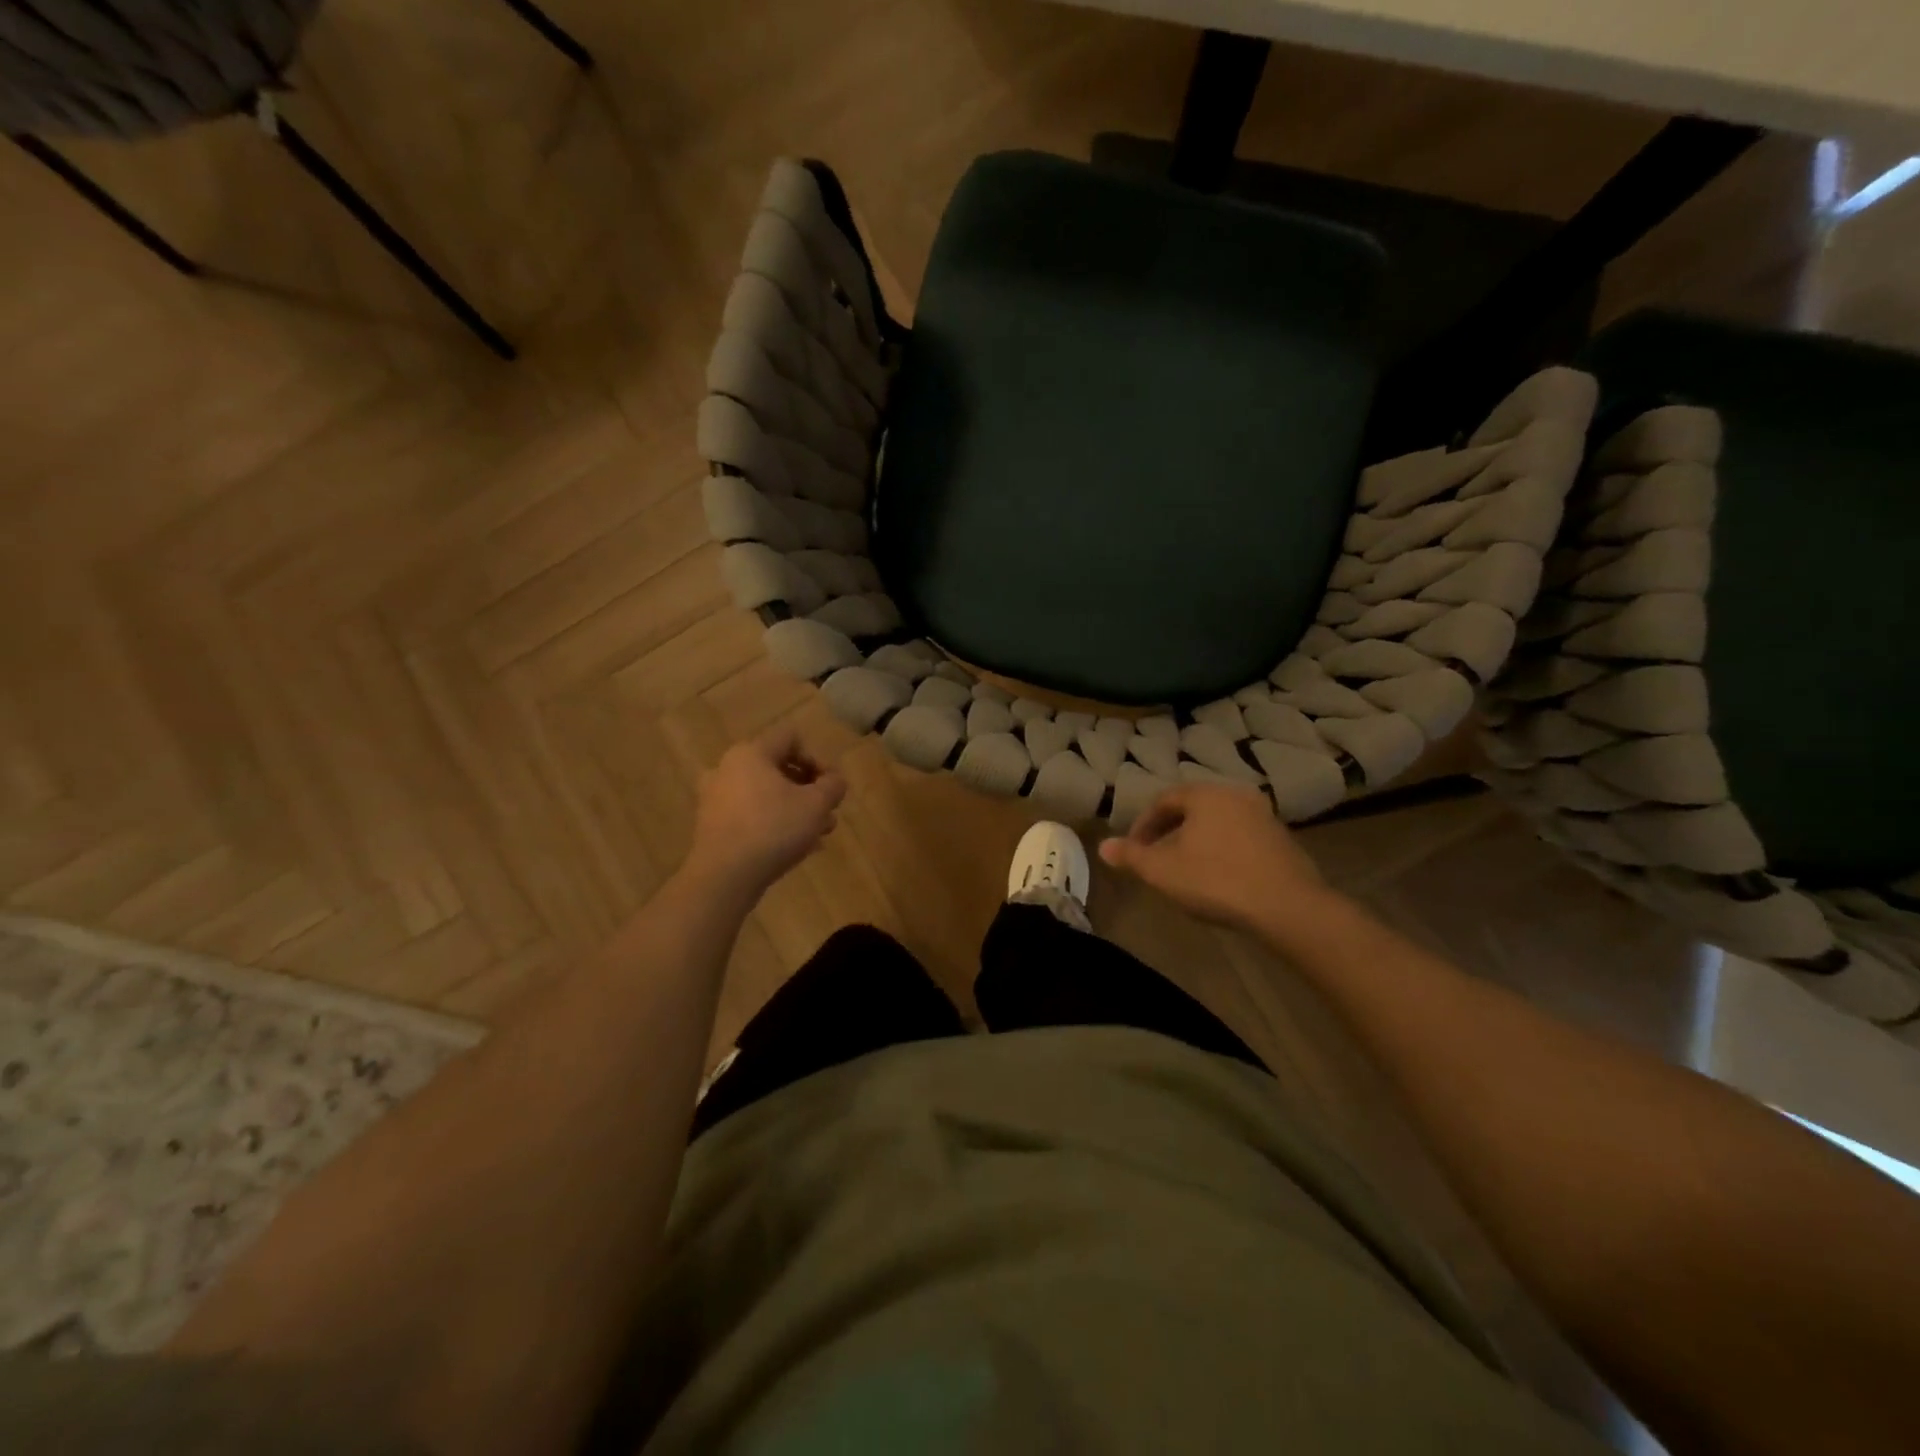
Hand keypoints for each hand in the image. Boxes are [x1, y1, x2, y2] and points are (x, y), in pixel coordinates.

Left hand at [685, 727, 846, 900]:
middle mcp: (728, 768)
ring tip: (817, 835)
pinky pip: (750, 815)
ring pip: (765, 794)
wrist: (724, 877)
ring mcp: (715, 798)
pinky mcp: (712, 825)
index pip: (791, 738)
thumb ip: (833, 786)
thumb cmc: (773, 829)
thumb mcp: (816, 805)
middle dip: (809, 789)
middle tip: (827, 813)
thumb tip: (835, 780)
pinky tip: (794, 848)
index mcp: (751, 753)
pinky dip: (773, 824)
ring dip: (794, 809)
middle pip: (778, 767)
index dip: (817, 757)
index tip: (829, 786)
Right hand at [1099, 783, 1332, 930]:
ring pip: (1218, 824)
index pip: (1164, 800)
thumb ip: (1131, 856)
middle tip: (1155, 858)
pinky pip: (1241, 838)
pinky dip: (1223, 851)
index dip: (1143, 825)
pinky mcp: (1283, 841)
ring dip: (1197, 842)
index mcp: (1205, 795)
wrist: (1287, 906)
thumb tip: (1103, 846)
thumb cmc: (1216, 880)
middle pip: (1193, 809)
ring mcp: (1264, 817)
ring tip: (1185, 870)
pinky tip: (1219, 878)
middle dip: (1169, 832)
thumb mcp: (1162, 870)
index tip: (1134, 850)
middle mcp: (1236, 795)